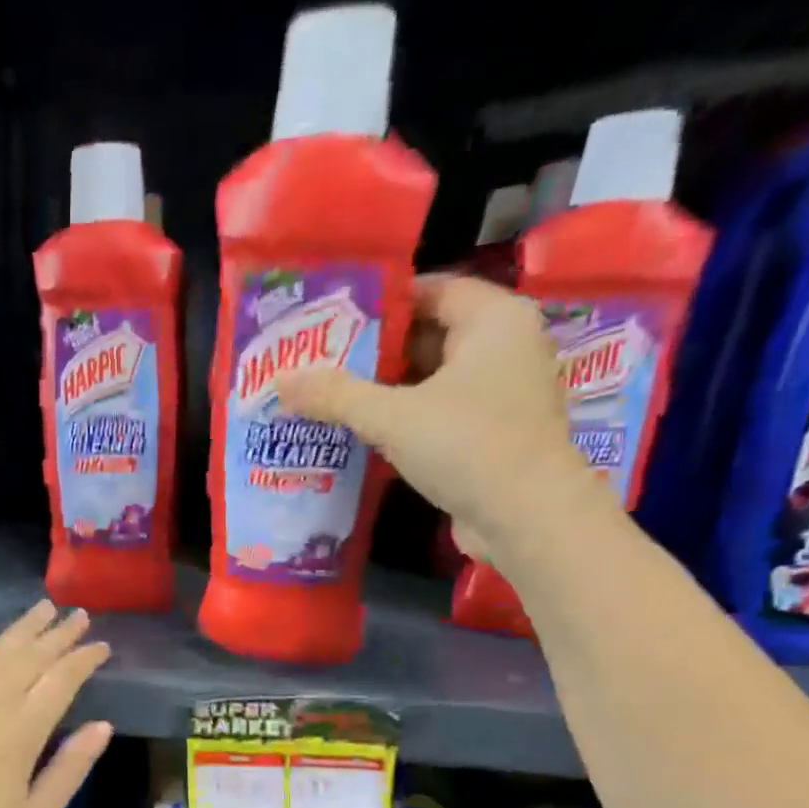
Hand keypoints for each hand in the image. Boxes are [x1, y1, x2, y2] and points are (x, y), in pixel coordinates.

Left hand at [0, 600, 112, 807]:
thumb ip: (70, 768)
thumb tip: (103, 725)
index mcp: (22, 731)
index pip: (62, 680)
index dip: (84, 659)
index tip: (102, 645)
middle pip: (29, 657)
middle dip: (58, 634)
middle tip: (78, 615)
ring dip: (19, 629)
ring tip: (41, 608)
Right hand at [277, 274, 606, 564]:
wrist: (528, 518)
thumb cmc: (467, 446)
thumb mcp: (392, 416)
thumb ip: (335, 395)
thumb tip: (281, 381)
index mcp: (494, 320)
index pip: (431, 289)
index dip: (381, 303)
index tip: (332, 320)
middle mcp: (506, 347)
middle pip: (430, 334)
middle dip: (376, 350)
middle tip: (321, 360)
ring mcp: (502, 393)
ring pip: (433, 378)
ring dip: (386, 389)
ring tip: (330, 396)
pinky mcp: (493, 433)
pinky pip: (440, 412)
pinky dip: (405, 418)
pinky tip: (362, 432)